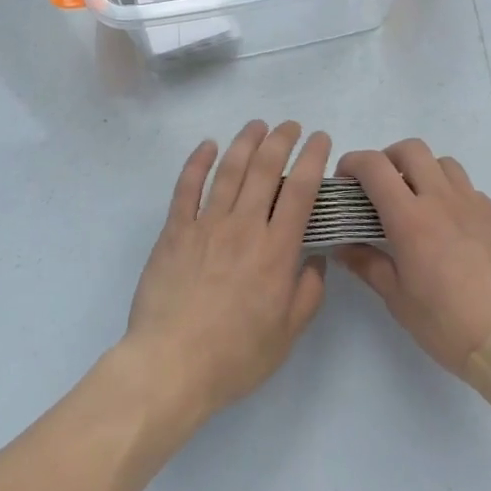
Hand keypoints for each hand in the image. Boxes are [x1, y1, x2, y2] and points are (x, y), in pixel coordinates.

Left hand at [122, 120, 330, 426]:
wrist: (171, 365)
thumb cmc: (234, 356)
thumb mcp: (287, 334)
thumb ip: (309, 293)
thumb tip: (316, 258)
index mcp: (276, 251)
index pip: (301, 190)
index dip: (312, 157)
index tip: (320, 138)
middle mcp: (244, 227)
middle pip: (265, 168)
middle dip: (282, 139)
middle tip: (290, 125)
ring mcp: (207, 224)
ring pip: (229, 169)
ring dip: (246, 141)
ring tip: (257, 125)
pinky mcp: (175, 230)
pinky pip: (187, 186)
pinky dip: (198, 161)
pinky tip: (208, 145)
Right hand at [335, 139, 490, 377]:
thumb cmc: (447, 325)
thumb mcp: (397, 299)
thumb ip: (367, 263)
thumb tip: (341, 246)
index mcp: (410, 218)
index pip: (374, 166)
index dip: (353, 163)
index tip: (345, 180)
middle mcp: (443, 200)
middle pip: (411, 149)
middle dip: (388, 158)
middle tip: (381, 187)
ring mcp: (476, 206)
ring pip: (444, 164)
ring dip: (424, 172)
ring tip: (419, 203)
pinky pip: (471, 192)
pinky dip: (453, 198)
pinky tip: (453, 231)